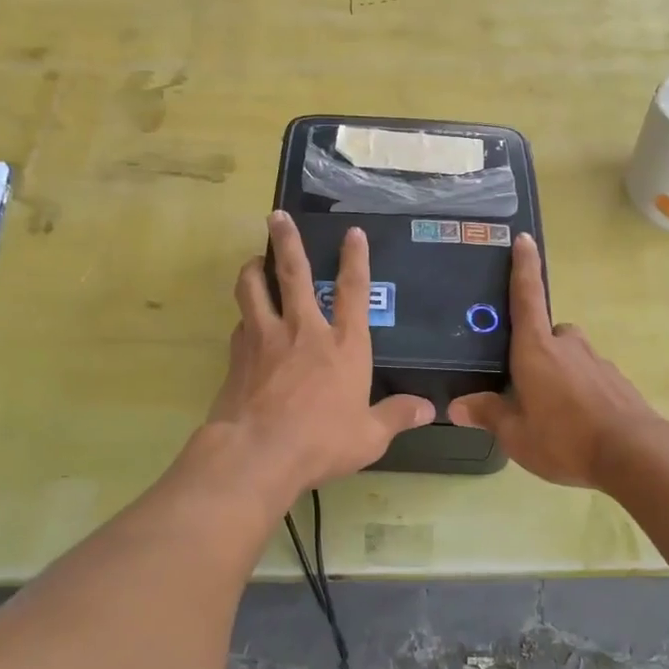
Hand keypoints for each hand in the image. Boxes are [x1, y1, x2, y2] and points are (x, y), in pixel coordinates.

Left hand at [203, 211, 433, 495]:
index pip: (353, 291)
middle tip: (276, 216)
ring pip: (254, 289)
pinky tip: (245, 321)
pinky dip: (245, 315)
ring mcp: (267, 338)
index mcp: (343, 345)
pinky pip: (241, 323)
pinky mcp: (238, 354)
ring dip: (254, 270)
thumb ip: (397, 416)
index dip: (355, 259)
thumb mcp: (370, 436)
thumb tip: (430, 409)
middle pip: (294, 273)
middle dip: (287, 241)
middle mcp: (304, 331)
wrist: (258, 452)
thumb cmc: (322, 442)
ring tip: (255, 262)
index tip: (352, 233)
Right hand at [450, 234, 663, 487]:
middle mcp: (567, 346)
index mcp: (536, 350)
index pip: (526, 298)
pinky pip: (590, 377)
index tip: (524, 239)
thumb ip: (489, 414)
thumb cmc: (564, 438)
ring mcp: (597, 362)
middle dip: (536, 351)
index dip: (523, 268)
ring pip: (571, 357)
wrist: (634, 454)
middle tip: (526, 385)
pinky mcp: (617, 381)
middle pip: (548, 334)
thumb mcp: (516, 435)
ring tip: (553, 413)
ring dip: (559, 374)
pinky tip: (579, 423)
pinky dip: (581, 391)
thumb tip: (457, 405)